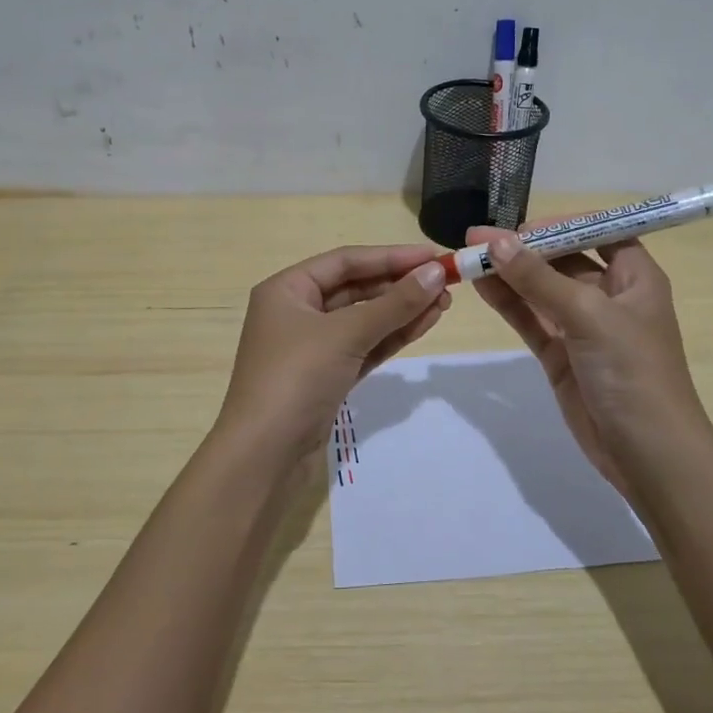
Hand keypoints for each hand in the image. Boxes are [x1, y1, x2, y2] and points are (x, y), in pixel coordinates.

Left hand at [217, 244, 451, 461]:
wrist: (265, 455)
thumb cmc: (296, 379)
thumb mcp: (345, 334)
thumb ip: (394, 304)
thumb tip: (437, 273)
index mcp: (287, 289)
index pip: (346, 262)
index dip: (391, 257)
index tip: (434, 257)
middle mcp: (297, 312)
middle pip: (356, 288)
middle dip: (400, 285)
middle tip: (447, 283)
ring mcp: (313, 346)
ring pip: (364, 319)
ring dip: (402, 310)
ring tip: (445, 303)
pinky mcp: (328, 376)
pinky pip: (365, 346)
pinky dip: (393, 336)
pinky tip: (425, 324)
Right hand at [467, 227, 709, 493]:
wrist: (647, 453)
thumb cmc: (632, 371)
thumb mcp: (589, 315)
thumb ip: (540, 279)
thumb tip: (497, 242)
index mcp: (635, 277)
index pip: (598, 233)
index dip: (560, 226)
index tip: (520, 227)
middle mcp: (610, 296)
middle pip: (563, 260)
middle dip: (523, 249)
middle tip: (476, 240)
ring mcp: (583, 328)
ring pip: (541, 291)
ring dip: (508, 275)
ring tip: (466, 259)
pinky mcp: (561, 356)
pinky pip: (531, 320)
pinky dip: (508, 304)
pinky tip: (480, 286)